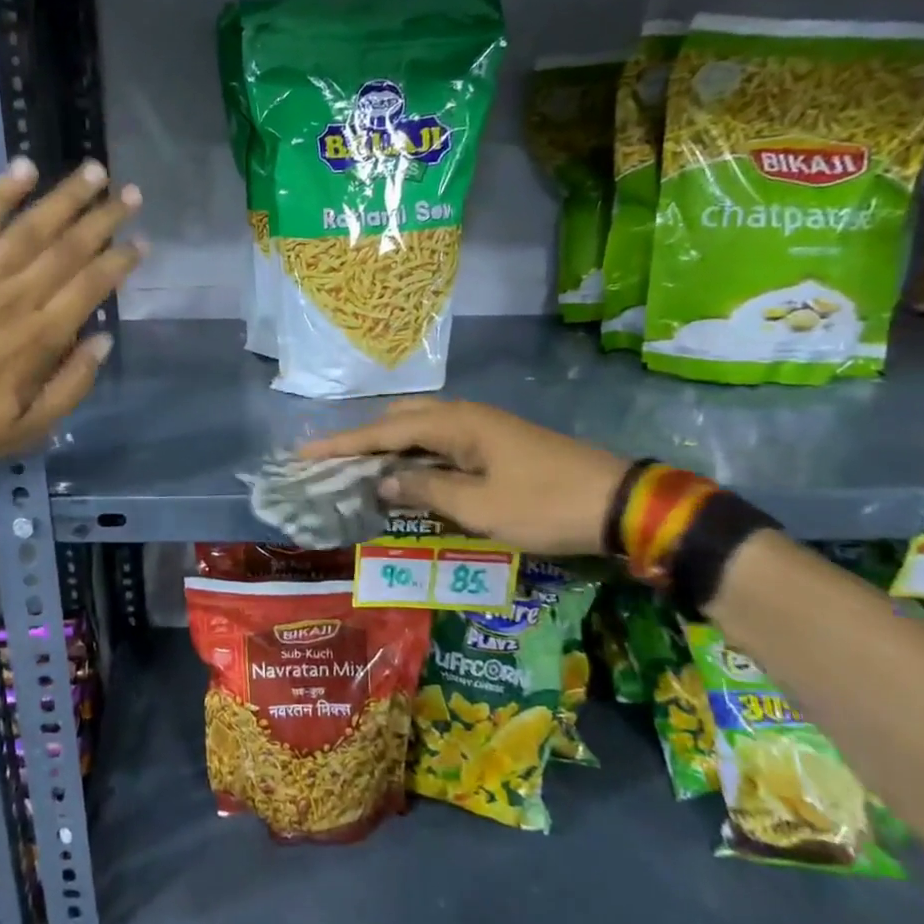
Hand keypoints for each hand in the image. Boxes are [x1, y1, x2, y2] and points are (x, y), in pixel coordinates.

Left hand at [0, 158, 142, 471]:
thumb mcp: (28, 429)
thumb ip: (71, 386)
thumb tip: (102, 341)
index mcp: (40, 338)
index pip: (91, 287)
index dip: (120, 262)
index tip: (142, 242)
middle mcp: (15, 298)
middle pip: (68, 249)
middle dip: (104, 219)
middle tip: (131, 194)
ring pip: (30, 228)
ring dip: (65, 197)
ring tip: (94, 171)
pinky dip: (0, 194)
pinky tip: (23, 167)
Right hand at [299, 398, 629, 555]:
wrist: (619, 502)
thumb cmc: (544, 505)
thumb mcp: (480, 508)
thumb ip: (426, 491)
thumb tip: (383, 482)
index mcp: (455, 424)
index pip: (383, 432)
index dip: (342, 443)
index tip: (304, 452)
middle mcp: (463, 415)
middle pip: (398, 420)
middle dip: (362, 440)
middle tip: (331, 464)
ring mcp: (482, 427)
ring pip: (420, 428)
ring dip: (388, 447)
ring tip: (360, 470)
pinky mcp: (495, 442)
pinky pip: (440, 441)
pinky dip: (414, 454)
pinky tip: (407, 474)